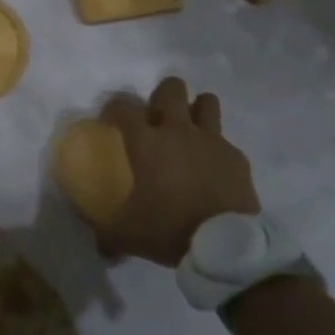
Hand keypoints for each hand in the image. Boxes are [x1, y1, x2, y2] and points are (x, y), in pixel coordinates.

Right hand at [97, 77, 259, 265]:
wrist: (224, 245)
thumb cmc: (169, 229)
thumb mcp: (127, 235)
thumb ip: (107, 235)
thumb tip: (99, 246)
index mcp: (147, 143)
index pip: (123, 106)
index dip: (114, 108)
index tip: (111, 122)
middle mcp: (179, 131)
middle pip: (171, 88)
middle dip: (161, 96)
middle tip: (156, 119)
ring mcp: (212, 140)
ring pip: (206, 101)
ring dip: (195, 110)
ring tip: (188, 130)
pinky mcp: (236, 156)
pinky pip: (224, 140)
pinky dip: (216, 148)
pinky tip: (212, 169)